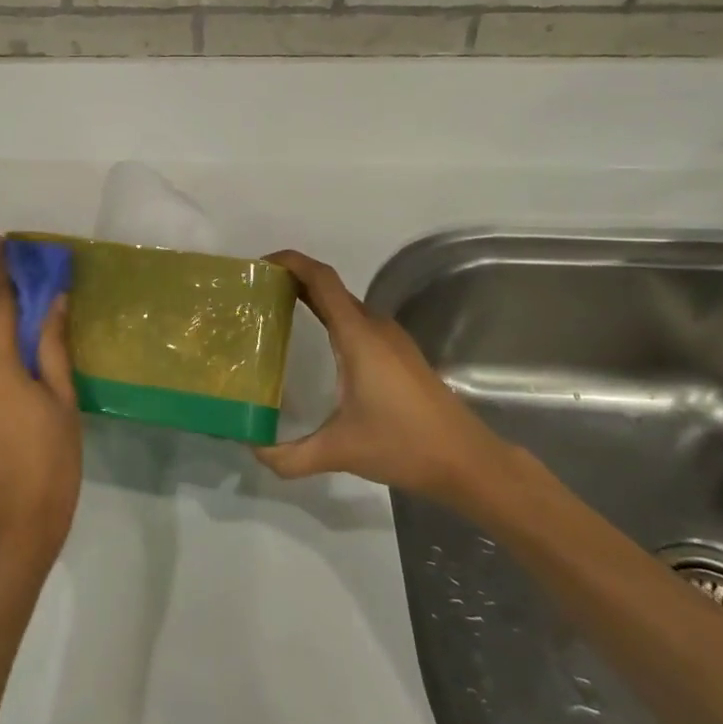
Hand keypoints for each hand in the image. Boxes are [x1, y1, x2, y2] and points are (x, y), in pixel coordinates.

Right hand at [254, 251, 516, 514]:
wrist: (468, 461)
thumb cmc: (404, 445)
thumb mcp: (340, 452)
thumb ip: (291, 456)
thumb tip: (254, 451)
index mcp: (358, 335)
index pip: (321, 279)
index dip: (290, 262)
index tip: (259, 267)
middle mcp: (374, 326)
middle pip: (329, 287)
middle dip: (291, 281)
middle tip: (255, 297)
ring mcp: (390, 339)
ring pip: (343, 305)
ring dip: (310, 300)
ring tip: (275, 317)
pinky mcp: (399, 354)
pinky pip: (356, 321)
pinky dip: (328, 319)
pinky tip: (315, 347)